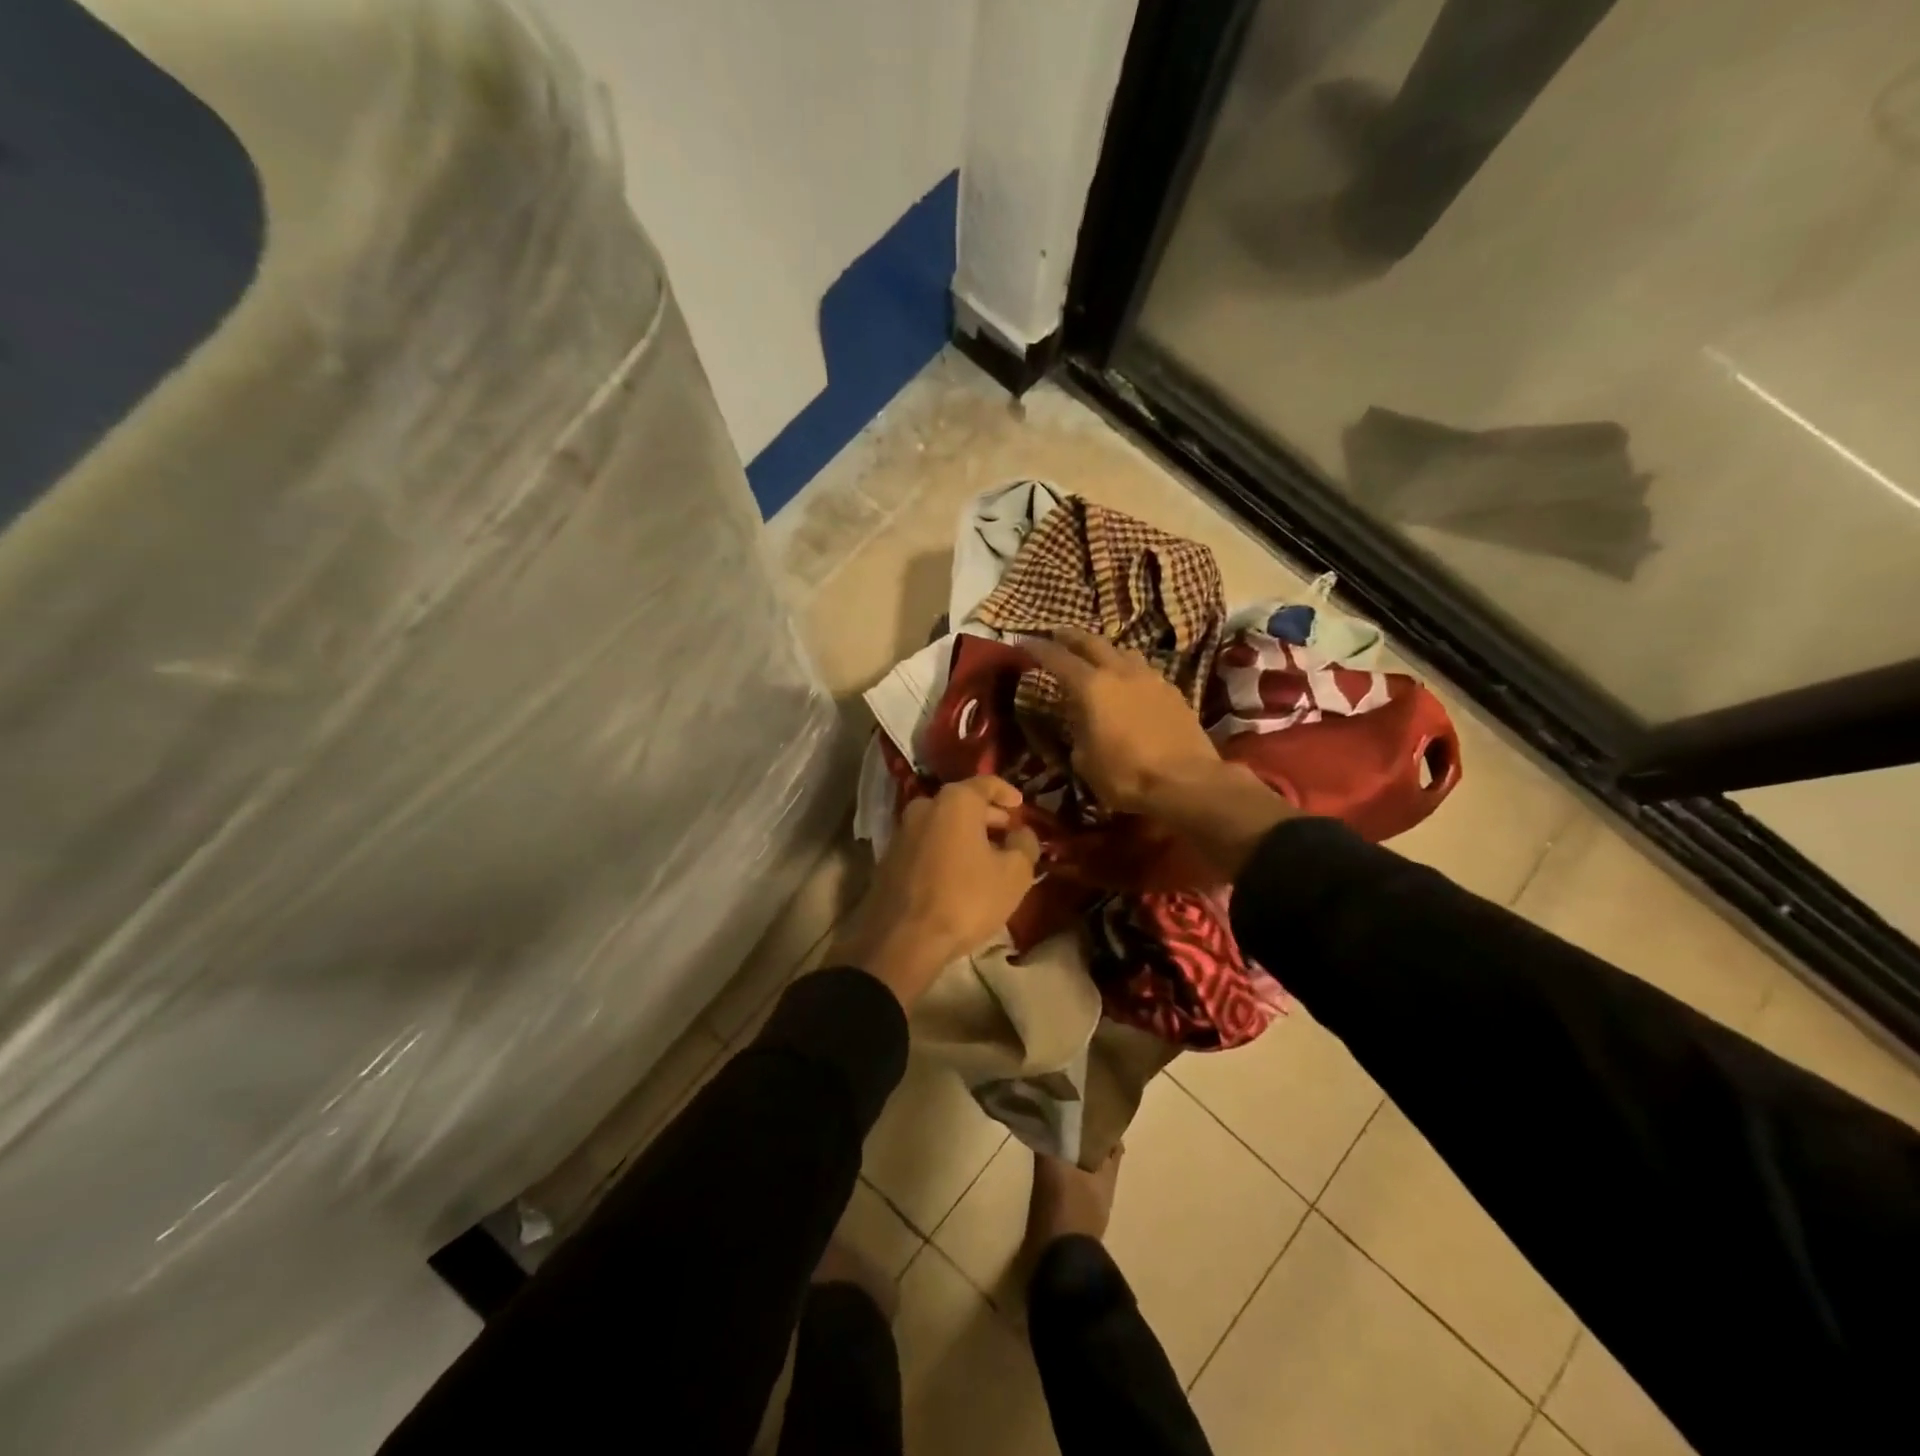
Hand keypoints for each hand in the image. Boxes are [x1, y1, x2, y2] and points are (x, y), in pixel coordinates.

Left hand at [832, 776, 1041, 1007]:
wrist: (902, 940)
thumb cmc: (966, 899)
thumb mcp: (1014, 874)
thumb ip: (1025, 845)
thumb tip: (1022, 833)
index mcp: (955, 801)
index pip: (987, 783)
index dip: (1007, 792)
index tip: (1020, 805)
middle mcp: (924, 806)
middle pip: (962, 803)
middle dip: (987, 816)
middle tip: (1007, 832)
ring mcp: (901, 832)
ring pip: (942, 824)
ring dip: (964, 834)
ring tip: (986, 856)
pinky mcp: (888, 858)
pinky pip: (926, 844)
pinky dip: (945, 849)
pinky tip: (958, 873)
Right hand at [1025, 628, 1293, 878]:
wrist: (1186, 782)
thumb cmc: (1126, 775)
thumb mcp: (1084, 759)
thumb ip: (1077, 730)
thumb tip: (1079, 719)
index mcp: (1091, 687)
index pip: (1057, 659)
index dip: (1037, 648)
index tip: (1023, 642)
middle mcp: (1119, 672)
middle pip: (1091, 642)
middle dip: (1070, 636)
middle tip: (1056, 634)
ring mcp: (1150, 678)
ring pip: (1122, 651)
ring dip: (1104, 649)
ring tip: (1095, 656)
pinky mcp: (1172, 690)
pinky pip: (1143, 669)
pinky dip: (1128, 668)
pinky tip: (1127, 681)